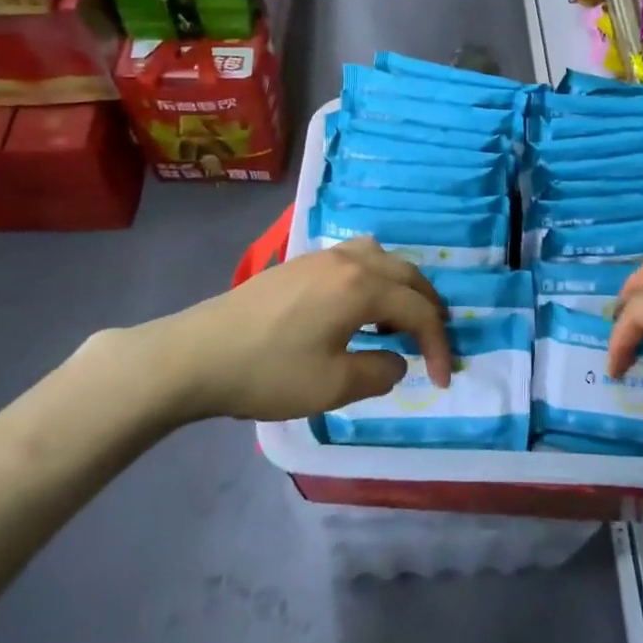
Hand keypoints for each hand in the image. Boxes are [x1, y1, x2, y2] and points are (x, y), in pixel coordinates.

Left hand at [156, 238, 451, 422]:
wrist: (199, 354)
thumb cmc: (269, 372)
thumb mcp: (332, 386)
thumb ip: (379, 373)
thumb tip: (397, 361)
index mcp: (362, 286)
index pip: (418, 309)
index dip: (438, 344)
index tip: (443, 379)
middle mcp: (349, 260)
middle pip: (406, 274)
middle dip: (428, 307)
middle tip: (435, 342)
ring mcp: (321, 257)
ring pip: (380, 258)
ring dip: (400, 286)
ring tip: (398, 320)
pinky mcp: (300, 263)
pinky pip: (356, 258)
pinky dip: (374, 278)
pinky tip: (359, 307)